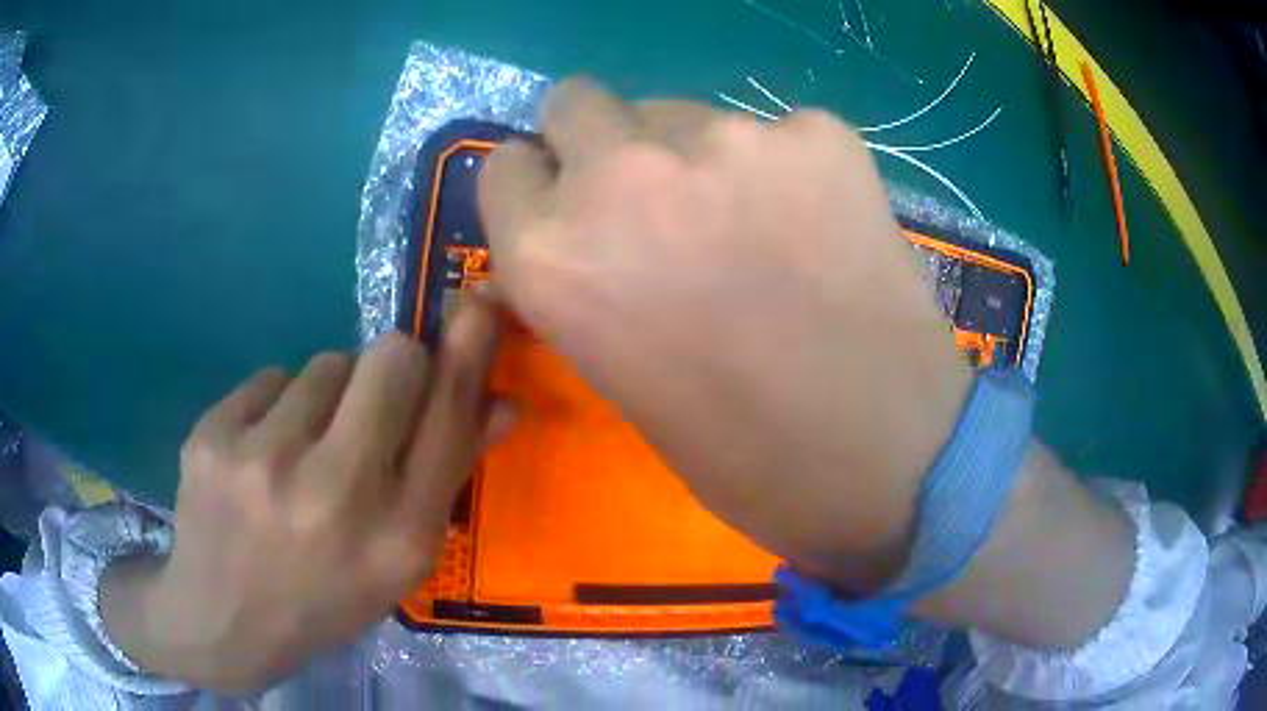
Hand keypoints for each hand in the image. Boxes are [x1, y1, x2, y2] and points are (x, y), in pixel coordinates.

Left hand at [102, 300, 506, 691]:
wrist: (223, 619)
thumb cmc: (323, 598)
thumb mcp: (397, 562)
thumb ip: (446, 479)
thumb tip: (501, 404)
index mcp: (396, 538)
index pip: (448, 418)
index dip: (468, 351)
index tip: (481, 301)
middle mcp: (334, 494)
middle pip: (391, 359)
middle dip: (395, 366)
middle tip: (372, 401)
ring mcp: (263, 460)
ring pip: (325, 364)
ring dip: (327, 396)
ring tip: (302, 451)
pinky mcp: (213, 436)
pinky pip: (270, 379)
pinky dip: (275, 407)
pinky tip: (259, 455)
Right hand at [481, 80, 972, 590]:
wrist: (887, 460)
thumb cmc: (745, 455)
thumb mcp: (619, 375)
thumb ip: (582, 282)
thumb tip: (572, 237)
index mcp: (553, 256)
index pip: (506, 166)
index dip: (539, 183)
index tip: (570, 202)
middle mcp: (620, 177)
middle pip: (577, 102)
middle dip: (599, 139)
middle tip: (652, 194)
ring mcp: (727, 141)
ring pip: (679, 111)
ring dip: (696, 154)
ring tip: (756, 225)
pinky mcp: (818, 135)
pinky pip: (775, 131)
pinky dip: (786, 166)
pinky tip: (822, 227)